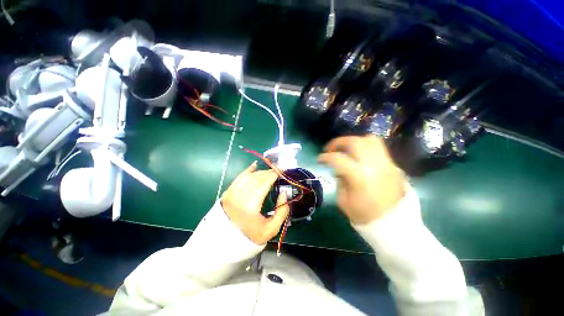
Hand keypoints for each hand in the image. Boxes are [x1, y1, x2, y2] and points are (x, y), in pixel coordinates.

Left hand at [221, 162, 290, 244]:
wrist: (228, 240)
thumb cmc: (252, 235)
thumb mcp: (272, 229)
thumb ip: (282, 211)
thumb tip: (284, 193)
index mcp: (251, 206)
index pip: (263, 184)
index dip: (273, 175)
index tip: (281, 171)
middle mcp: (240, 196)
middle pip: (257, 178)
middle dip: (268, 173)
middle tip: (277, 171)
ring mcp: (232, 193)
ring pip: (249, 176)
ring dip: (260, 172)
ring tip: (268, 172)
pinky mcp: (228, 192)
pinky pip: (239, 177)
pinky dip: (247, 171)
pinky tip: (254, 166)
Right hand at [317, 135, 405, 224]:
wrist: (394, 225)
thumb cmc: (364, 215)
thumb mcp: (343, 200)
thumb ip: (340, 180)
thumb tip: (339, 170)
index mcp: (359, 176)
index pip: (338, 159)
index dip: (325, 157)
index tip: (319, 159)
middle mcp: (374, 165)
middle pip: (355, 142)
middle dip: (339, 142)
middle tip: (331, 149)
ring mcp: (387, 164)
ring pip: (370, 140)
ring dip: (354, 142)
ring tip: (347, 149)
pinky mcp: (394, 166)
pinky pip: (379, 150)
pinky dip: (366, 149)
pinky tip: (360, 158)